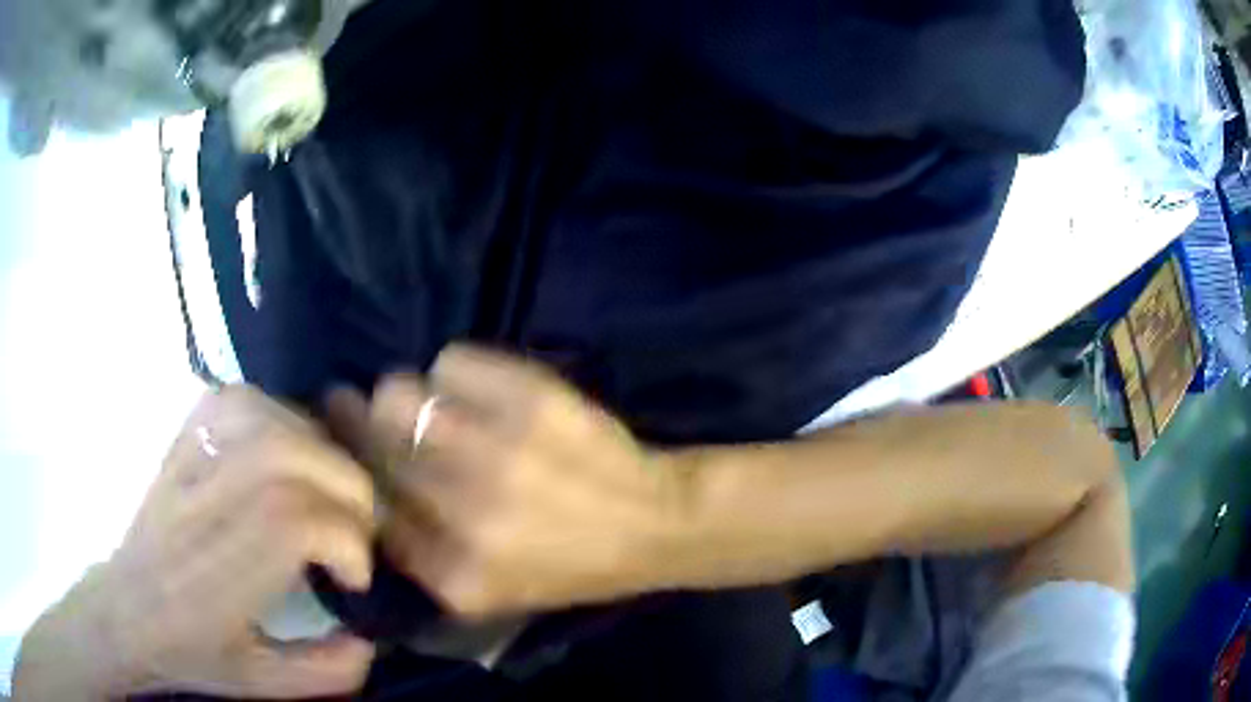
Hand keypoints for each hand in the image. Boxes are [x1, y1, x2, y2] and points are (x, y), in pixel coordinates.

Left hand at [14, 386, 376, 699]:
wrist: (128, 609)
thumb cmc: (193, 652)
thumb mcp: (263, 684)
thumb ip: (326, 671)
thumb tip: (372, 637)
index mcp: (220, 579)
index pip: (294, 523)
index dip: (346, 540)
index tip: (356, 576)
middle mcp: (202, 510)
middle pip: (286, 460)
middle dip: (345, 488)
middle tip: (357, 527)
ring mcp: (187, 465)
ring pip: (264, 421)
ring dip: (317, 448)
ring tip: (329, 488)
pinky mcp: (182, 441)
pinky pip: (236, 402)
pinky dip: (277, 413)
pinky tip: (289, 447)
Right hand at [326, 346, 688, 619]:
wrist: (651, 525)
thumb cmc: (566, 564)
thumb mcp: (485, 591)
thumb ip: (418, 556)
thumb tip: (363, 489)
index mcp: (452, 573)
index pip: (366, 507)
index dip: (350, 468)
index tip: (344, 447)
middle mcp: (464, 512)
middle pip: (372, 438)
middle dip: (359, 420)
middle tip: (369, 410)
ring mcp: (497, 451)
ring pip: (399, 392)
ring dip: (405, 395)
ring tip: (430, 404)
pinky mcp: (531, 400)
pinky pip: (451, 360)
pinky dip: (454, 371)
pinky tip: (475, 390)